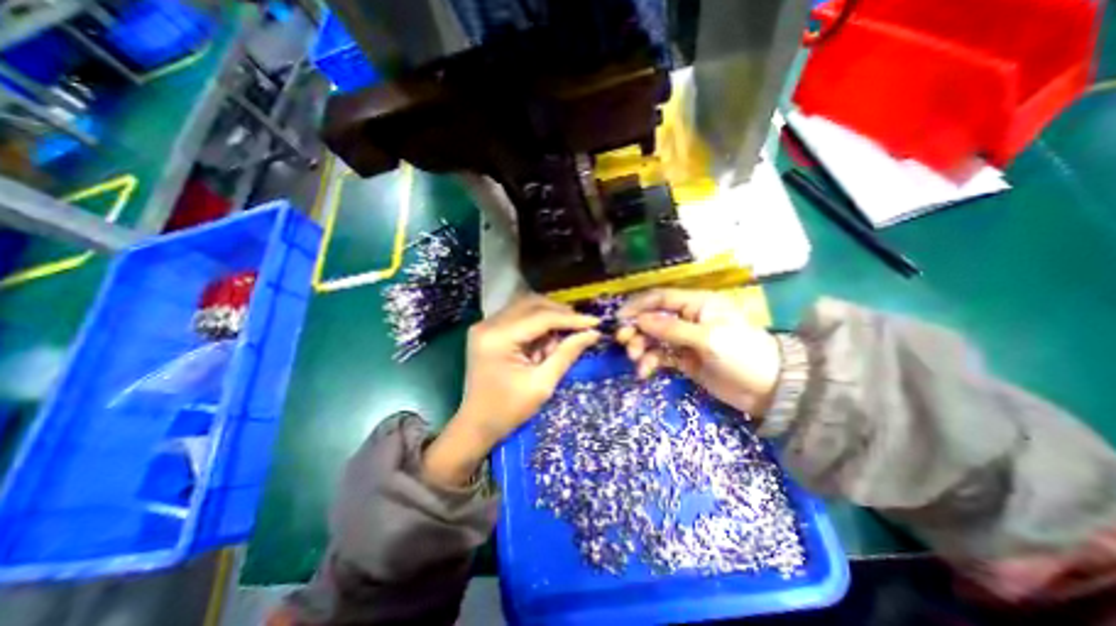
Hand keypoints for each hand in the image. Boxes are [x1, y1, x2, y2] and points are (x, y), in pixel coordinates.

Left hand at [421, 293, 601, 489]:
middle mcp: (488, 324)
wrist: (476, 424)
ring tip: (564, 336)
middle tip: (582, 326)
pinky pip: (518, 316)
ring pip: (526, 306)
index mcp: (498, 338)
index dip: (570, 318)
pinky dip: (536, 324)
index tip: (595, 322)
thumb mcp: (542, 384)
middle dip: (560, 313)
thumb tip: (591, 333)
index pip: (541, 317)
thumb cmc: (508, 411)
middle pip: (532, 304)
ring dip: (549, 317)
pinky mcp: (488, 330)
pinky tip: (546, 340)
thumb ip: (567, 354)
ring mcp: (485, 325)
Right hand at [615, 290, 777, 417]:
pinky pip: (660, 356)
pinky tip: (645, 372)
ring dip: (641, 348)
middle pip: (653, 318)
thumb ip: (672, 329)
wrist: (769, 390)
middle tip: (624, 343)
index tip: (619, 319)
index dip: (638, 305)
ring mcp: (684, 340)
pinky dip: (650, 362)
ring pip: (654, 338)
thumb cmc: (742, 354)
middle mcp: (688, 318)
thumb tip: (639, 320)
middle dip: (637, 330)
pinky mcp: (684, 359)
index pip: (661, 298)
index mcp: (697, 304)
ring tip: (636, 361)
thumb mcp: (707, 339)